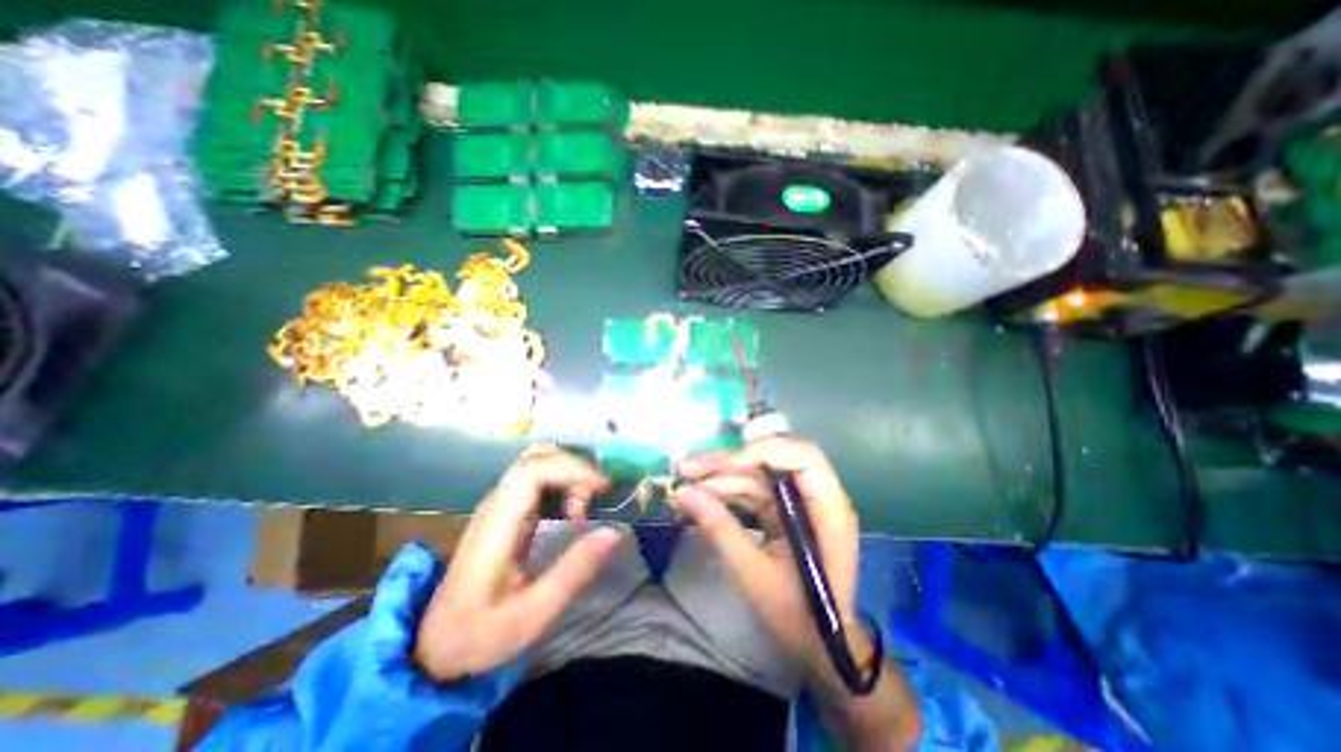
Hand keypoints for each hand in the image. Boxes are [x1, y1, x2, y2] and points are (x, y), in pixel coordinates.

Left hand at [414, 447, 622, 681]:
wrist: (437, 646)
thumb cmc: (482, 633)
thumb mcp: (533, 613)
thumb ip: (574, 571)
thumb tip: (614, 532)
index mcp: (498, 521)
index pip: (535, 468)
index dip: (573, 469)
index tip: (602, 489)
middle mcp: (497, 503)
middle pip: (537, 457)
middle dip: (574, 467)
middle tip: (596, 498)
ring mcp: (500, 505)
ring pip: (539, 464)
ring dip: (569, 475)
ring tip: (585, 510)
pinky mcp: (507, 512)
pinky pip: (538, 481)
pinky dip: (563, 485)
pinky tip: (573, 512)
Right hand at [677, 434, 875, 685]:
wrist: (817, 645)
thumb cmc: (797, 615)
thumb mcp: (754, 574)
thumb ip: (720, 529)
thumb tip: (684, 493)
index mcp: (827, 509)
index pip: (803, 457)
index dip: (765, 452)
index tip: (727, 465)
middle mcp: (814, 497)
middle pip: (771, 461)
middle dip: (727, 462)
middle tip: (687, 467)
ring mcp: (797, 502)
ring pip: (756, 474)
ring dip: (719, 477)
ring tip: (683, 483)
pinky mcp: (781, 511)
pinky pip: (751, 491)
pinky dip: (724, 493)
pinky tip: (698, 497)